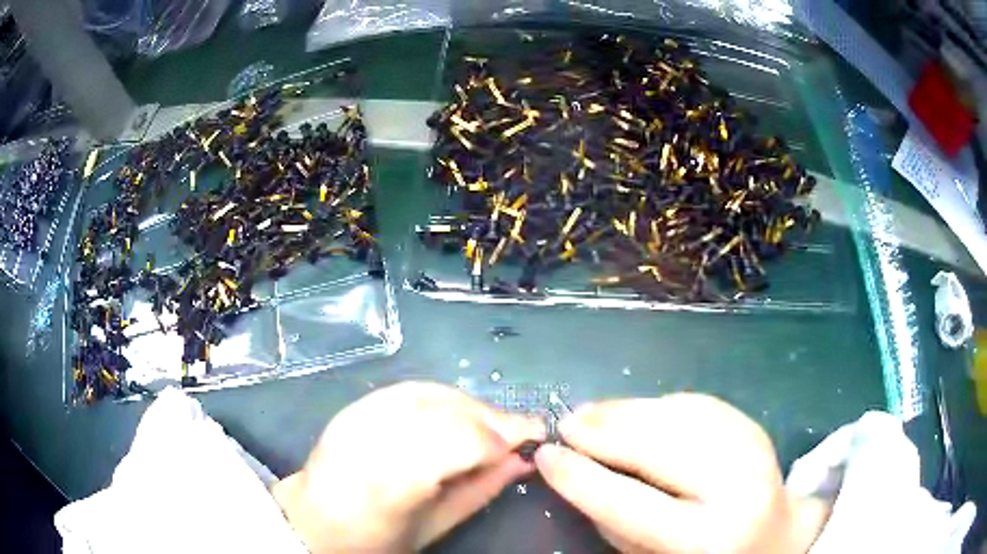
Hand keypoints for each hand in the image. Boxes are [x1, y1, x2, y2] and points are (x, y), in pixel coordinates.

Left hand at [272, 381, 545, 553]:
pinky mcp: (354, 405)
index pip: (461, 440)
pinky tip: (459, 414)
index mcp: (389, 481)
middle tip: (520, 432)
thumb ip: (480, 491)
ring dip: (472, 406)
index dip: (504, 433)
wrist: (311, 522)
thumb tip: (522, 461)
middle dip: (494, 418)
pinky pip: (411, 389)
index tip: (535, 434)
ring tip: (492, 427)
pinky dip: (444, 397)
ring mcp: (358, 415)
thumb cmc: (373, 540)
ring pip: (433, 393)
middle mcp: (370, 437)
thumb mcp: (433, 528)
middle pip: (449, 410)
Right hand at [534, 394, 830, 553]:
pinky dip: (658, 404)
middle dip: (606, 430)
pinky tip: (634, 410)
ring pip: (680, 416)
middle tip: (567, 422)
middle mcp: (737, 487)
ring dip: (628, 410)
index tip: (545, 453)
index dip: (582, 477)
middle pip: (660, 447)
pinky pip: (698, 405)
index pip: (632, 504)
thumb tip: (579, 473)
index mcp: (708, 536)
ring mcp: (753, 448)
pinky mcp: (755, 425)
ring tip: (591, 411)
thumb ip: (616, 523)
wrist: (774, 538)